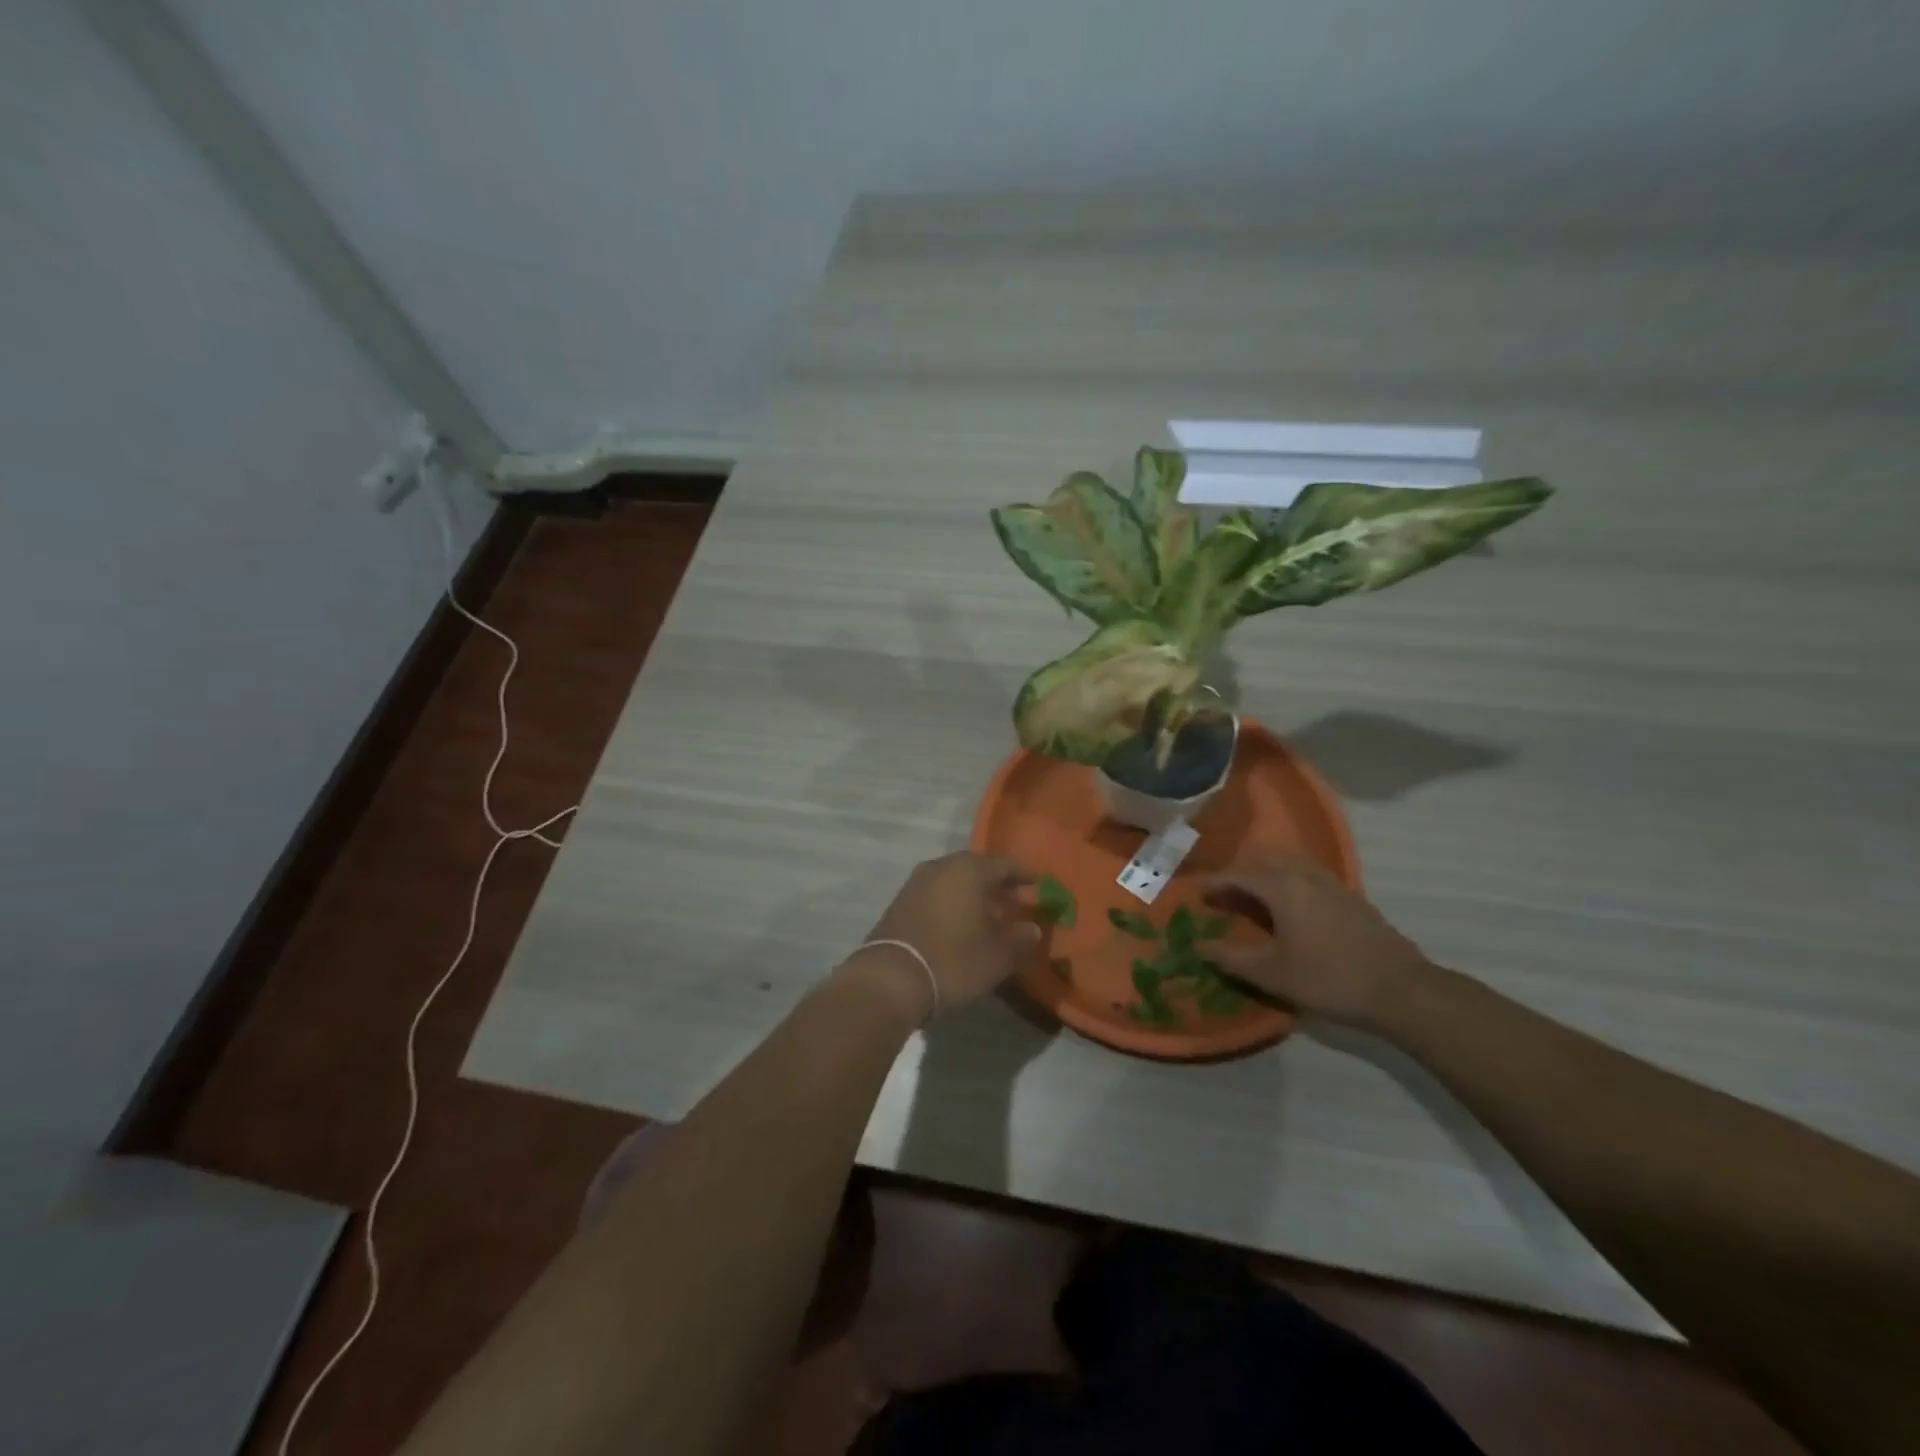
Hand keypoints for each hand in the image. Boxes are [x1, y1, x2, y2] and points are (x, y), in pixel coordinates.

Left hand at [848, 853, 1040, 1020]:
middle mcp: (942, 866)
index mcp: (969, 869)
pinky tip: (961, 926)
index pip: (1005, 863)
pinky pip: (937, 893)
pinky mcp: (901, 901)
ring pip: (955, 881)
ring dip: (974, 895)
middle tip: (1016, 904)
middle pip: (978, 868)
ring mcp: (917, 882)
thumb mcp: (998, 956)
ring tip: (990, 918)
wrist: (891, 979)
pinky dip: (953, 903)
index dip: (1024, 875)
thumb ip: (1020, 938)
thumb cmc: (953, 960)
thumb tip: (1033, 929)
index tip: (1038, 887)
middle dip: (998, 885)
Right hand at [1199, 852, 1431, 1026]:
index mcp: (1282, 887)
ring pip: (1289, 863)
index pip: (1238, 874)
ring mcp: (1332, 883)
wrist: (1401, 990)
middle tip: (1222, 893)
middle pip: (1263, 860)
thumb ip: (1231, 957)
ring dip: (1265, 873)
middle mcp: (1305, 875)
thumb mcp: (1272, 974)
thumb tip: (1198, 946)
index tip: (1196, 891)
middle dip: (1239, 873)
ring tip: (1252, 896)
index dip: (1214, 882)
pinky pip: (1308, 874)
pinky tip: (1290, 905)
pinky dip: (1288, 880)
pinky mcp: (1350, 896)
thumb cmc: (1329, 979)